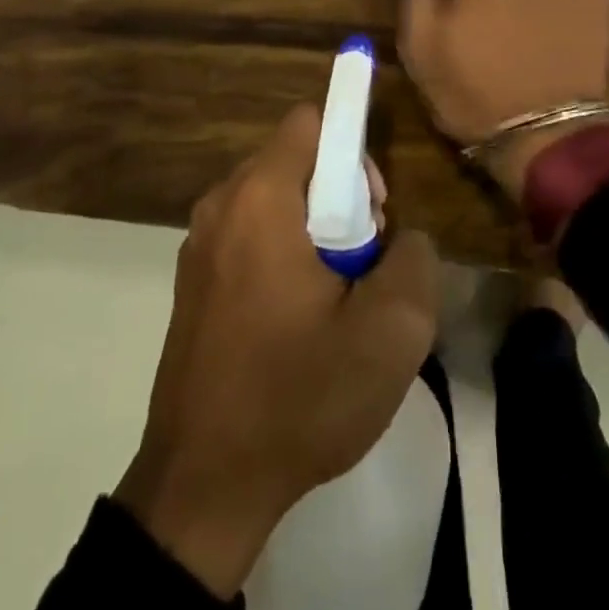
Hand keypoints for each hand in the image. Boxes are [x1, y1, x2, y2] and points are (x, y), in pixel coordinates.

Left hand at [114, 105, 437, 598]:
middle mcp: (221, 205)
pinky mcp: (194, 281)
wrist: (202, 488)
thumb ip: (414, 259)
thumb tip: (401, 240)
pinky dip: (283, 254)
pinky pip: (251, 235)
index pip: (312, 121)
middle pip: (296, 160)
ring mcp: (199, 244)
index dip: (354, 152)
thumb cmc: (298, 398)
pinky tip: (297, 322)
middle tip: (363, 266)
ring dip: (315, 231)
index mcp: (260, 199)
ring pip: (275, 200)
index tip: (373, 213)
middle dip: (341, 197)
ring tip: (335, 301)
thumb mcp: (391, 333)